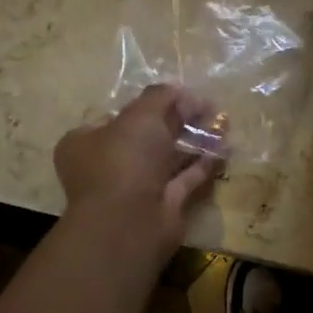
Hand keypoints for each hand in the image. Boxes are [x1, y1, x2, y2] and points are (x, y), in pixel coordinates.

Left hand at [54, 85, 224, 256]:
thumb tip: (179, 89)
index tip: (177, 94)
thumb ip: (161, 96)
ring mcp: (136, 186)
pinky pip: (185, 177)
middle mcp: (109, 164)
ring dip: (194, 139)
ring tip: (223, 122)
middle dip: (178, 119)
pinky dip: (203, 163)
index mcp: (87, 141)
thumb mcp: (140, 115)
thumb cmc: (125, 160)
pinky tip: (224, 148)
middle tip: (208, 105)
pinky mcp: (162, 204)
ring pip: (168, 156)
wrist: (130, 222)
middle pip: (147, 134)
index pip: (118, 115)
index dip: (148, 103)